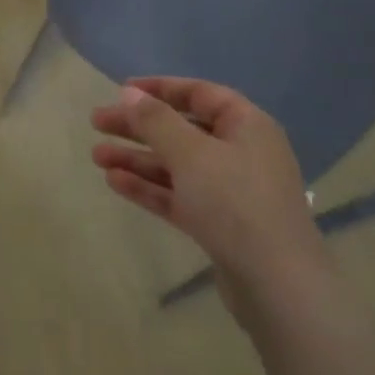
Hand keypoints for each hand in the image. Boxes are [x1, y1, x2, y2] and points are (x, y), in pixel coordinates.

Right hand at [91, 78, 330, 325]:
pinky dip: (149, 188)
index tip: (121, 90)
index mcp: (246, 126)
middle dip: (138, 126)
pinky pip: (179, 195)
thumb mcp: (190, 153)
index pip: (199, 94)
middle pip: (182, 129)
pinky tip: (115, 182)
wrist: (278, 286)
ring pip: (176, 165)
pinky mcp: (220, 225)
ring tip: (97, 157)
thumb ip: (156, 120)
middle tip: (97, 123)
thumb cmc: (235, 202)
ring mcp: (231, 191)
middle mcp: (241, 153)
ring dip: (137, 159)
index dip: (160, 88)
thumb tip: (129, 93)